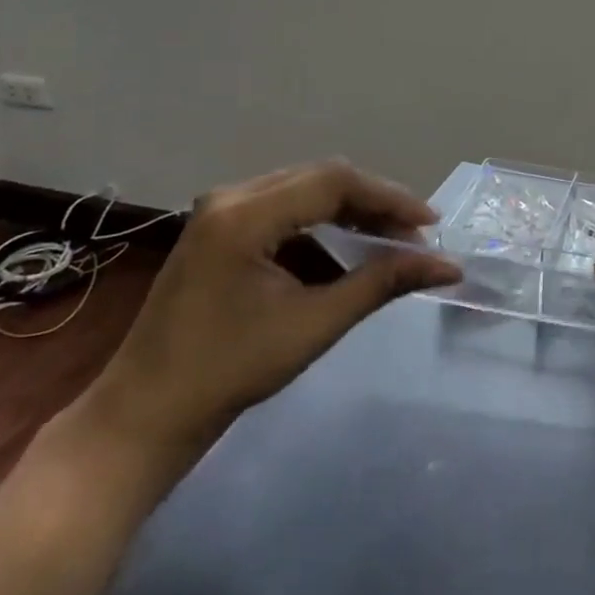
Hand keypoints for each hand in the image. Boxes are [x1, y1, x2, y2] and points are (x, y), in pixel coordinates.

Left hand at [82, 161, 460, 463]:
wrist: (146, 414)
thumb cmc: (229, 370)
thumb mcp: (315, 323)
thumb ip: (383, 283)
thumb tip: (448, 266)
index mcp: (244, 214)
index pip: (335, 182)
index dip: (390, 198)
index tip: (431, 226)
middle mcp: (230, 198)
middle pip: (321, 179)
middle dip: (375, 204)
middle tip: (416, 237)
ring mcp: (220, 212)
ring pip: (305, 192)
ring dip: (351, 213)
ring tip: (391, 244)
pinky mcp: (219, 231)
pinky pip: (285, 211)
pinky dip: (323, 227)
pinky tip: (347, 253)